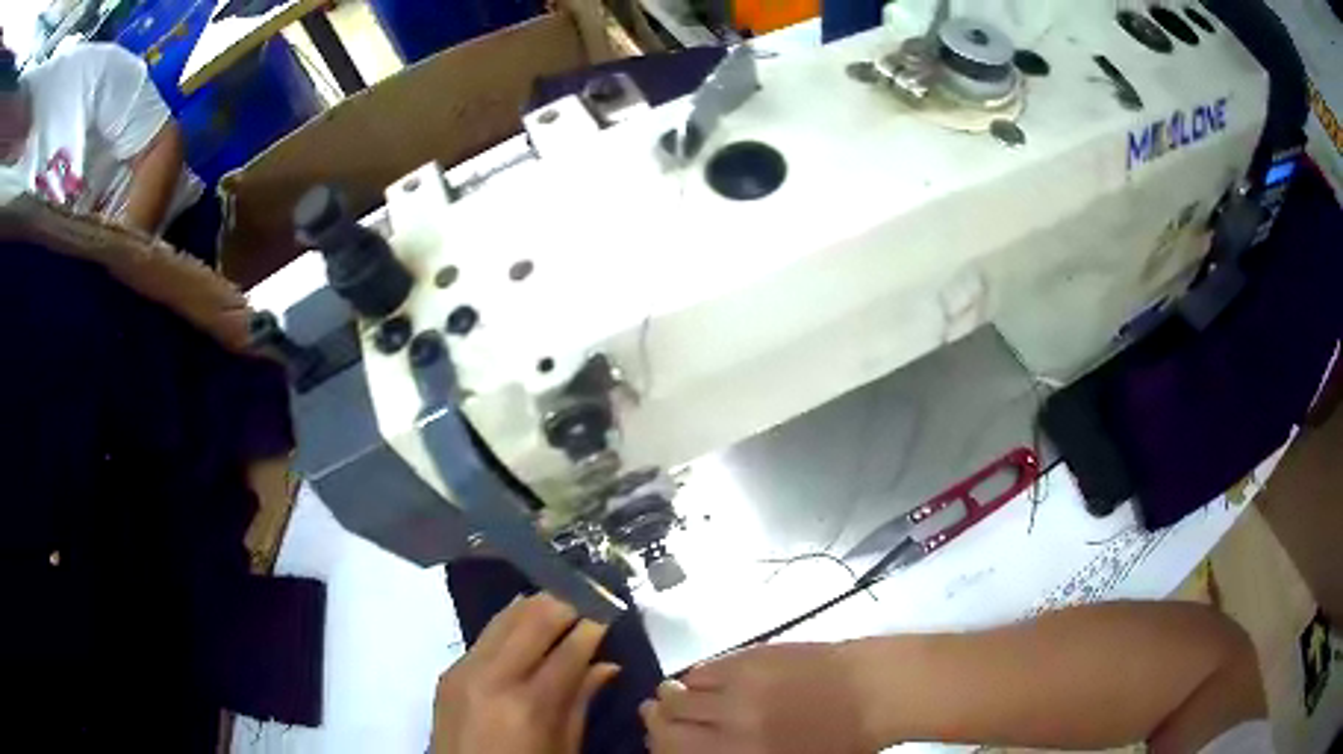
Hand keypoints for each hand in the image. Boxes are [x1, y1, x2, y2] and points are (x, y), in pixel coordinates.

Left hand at [432, 593, 620, 753]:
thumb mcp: (563, 748)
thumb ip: (581, 703)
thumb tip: (607, 665)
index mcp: (530, 705)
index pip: (570, 650)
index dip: (594, 627)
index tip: (610, 614)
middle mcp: (494, 677)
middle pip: (533, 619)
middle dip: (565, 604)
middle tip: (588, 600)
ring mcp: (465, 670)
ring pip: (504, 617)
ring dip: (536, 606)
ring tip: (561, 602)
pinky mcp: (448, 671)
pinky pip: (484, 635)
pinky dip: (509, 623)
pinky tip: (526, 623)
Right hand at [640, 643, 872, 753]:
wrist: (877, 689)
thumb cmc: (842, 740)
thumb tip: (700, 744)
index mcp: (739, 753)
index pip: (671, 747)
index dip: (658, 742)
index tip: (657, 738)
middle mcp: (730, 721)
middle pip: (667, 718)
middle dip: (657, 717)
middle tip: (659, 714)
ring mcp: (740, 684)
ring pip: (680, 689)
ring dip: (674, 694)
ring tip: (681, 695)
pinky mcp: (752, 655)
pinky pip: (706, 666)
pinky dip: (697, 676)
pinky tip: (706, 679)